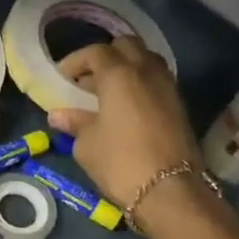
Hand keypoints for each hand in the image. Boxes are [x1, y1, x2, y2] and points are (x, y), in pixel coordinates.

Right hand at [47, 39, 213, 230]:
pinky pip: (157, 81)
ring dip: (126, 69)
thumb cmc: (120, 162)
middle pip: (127, 46)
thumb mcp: (87, 144)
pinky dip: (140, 85)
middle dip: (105, 57)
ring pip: (146, 61)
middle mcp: (147, 72)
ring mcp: (168, 87)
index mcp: (119, 74)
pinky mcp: (179, 106)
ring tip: (108, 92)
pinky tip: (126, 108)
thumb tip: (59, 115)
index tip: (62, 77)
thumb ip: (74, 123)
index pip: (96, 52)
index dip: (75, 61)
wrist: (170, 191)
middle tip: (88, 79)